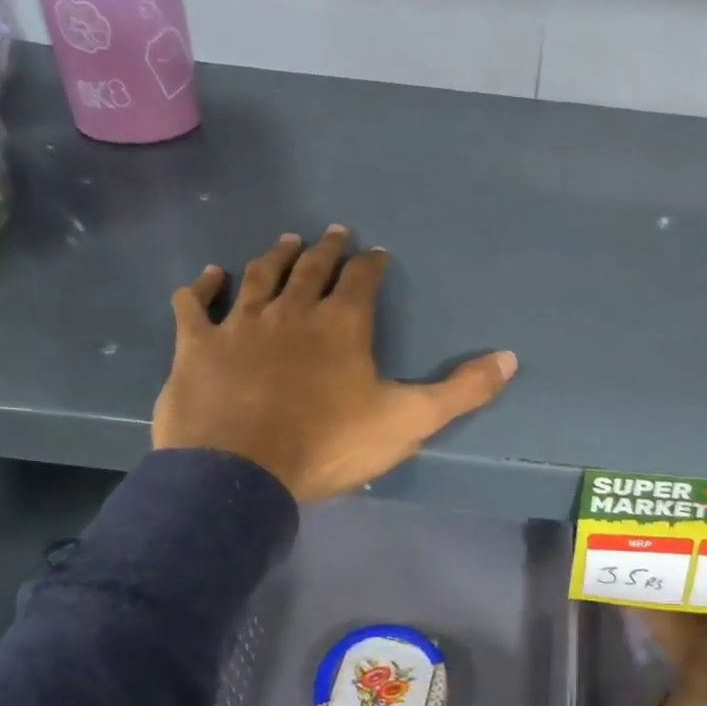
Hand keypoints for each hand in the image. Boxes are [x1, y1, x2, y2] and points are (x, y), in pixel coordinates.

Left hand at [154, 226, 517, 500]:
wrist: (241, 473)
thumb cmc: (329, 444)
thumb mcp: (409, 421)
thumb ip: (461, 391)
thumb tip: (511, 358)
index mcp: (342, 325)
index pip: (363, 281)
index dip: (372, 264)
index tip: (377, 253)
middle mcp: (292, 312)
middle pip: (311, 269)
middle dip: (326, 249)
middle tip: (333, 232)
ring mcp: (241, 325)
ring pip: (259, 277)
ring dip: (274, 257)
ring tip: (285, 241)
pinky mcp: (198, 346)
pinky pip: (195, 305)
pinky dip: (202, 287)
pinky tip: (208, 276)